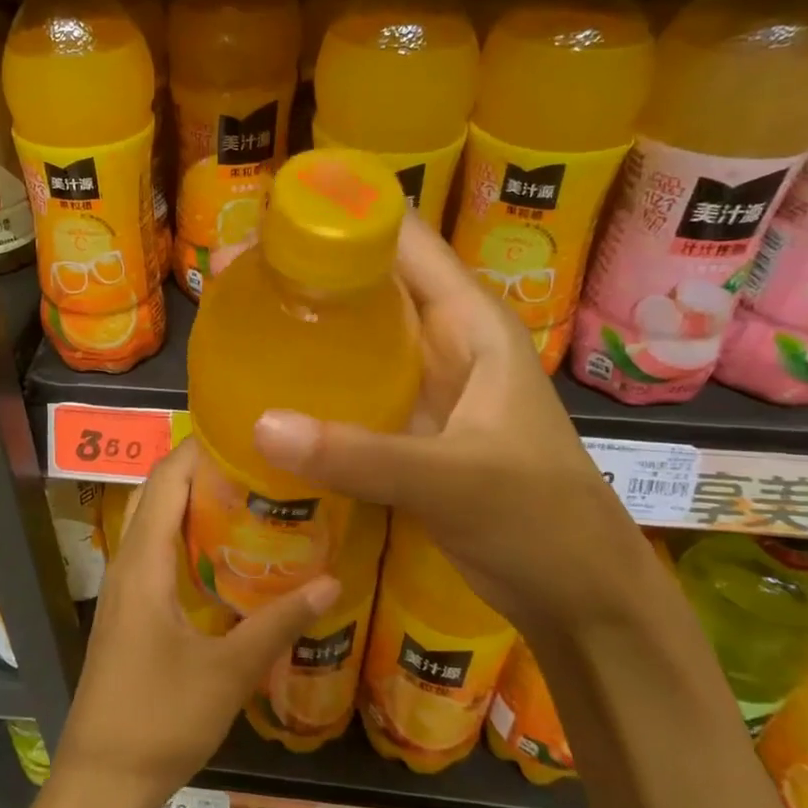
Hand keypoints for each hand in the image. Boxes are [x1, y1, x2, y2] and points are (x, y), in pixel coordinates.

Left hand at [51, 438, 337, 807]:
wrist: (99, 784)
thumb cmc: (159, 720)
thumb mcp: (228, 672)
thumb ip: (279, 623)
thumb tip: (332, 581)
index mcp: (143, 563)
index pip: (165, 480)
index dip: (199, 449)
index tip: (246, 433)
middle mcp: (126, 564)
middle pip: (156, 495)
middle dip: (200, 470)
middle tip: (257, 463)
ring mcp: (123, 590)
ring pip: (153, 524)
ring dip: (191, 503)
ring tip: (248, 496)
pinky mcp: (127, 614)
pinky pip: (154, 554)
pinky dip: (184, 537)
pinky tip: (223, 556)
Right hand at [250, 214, 649, 637]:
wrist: (578, 592)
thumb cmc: (540, 519)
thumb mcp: (453, 480)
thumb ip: (359, 455)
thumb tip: (260, 424)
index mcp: (468, 319)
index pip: (400, 237)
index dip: (339, 215)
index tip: (267, 218)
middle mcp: (442, 337)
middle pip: (367, 279)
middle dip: (303, 268)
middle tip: (228, 272)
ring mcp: (424, 381)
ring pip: (356, 332)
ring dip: (304, 321)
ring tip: (234, 315)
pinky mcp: (407, 423)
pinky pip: (351, 383)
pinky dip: (313, 377)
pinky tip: (267, 385)